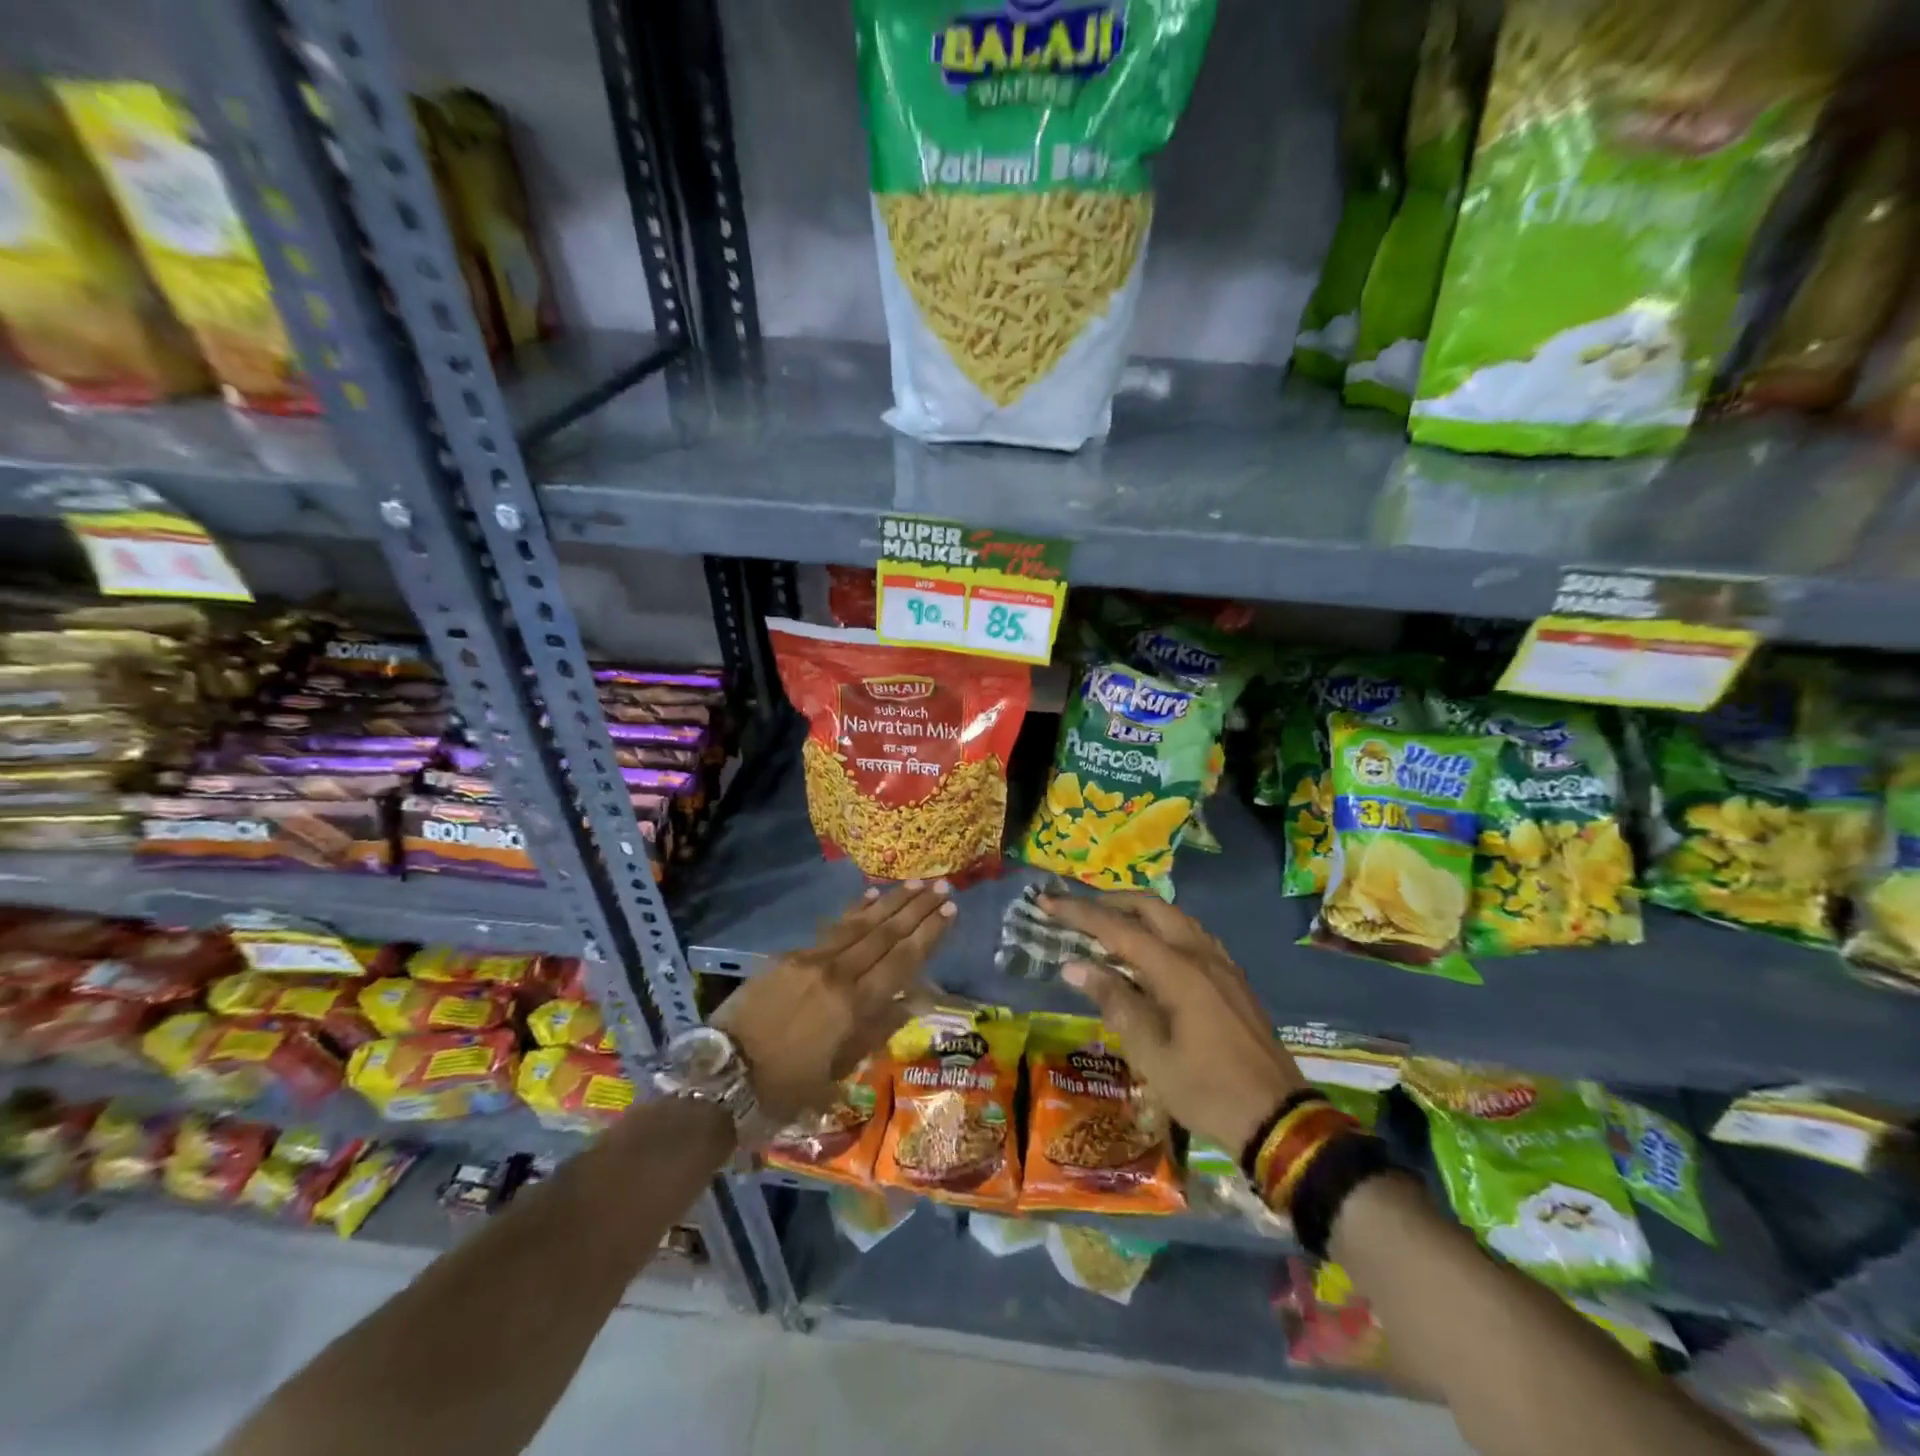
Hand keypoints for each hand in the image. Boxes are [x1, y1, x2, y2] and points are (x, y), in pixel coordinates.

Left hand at [716, 881, 954, 1125]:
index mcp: (853, 1006)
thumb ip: (876, 1031)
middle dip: (917, 908)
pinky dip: (853, 911)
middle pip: (885, 934)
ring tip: (916, 882)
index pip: (902, 960)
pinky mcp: (788, 956)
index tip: (951, 910)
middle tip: (942, 885)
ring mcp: (810, 960)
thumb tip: (913, 1000)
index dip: (929, 934)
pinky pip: (830, 928)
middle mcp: (837, 973)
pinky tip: (869, 896)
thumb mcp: (838, 1072)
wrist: (720, 1078)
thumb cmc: (785, 1089)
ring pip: (860, 924)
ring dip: (890, 902)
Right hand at [1041, 891, 1304, 1157]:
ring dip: (1137, 912)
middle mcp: (1201, 955)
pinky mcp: (1232, 979)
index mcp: (1179, 971)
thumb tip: (1074, 966)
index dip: (1080, 913)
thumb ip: (1114, 1002)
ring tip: (1108, 925)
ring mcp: (1221, 964)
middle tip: (1076, 910)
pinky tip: (1151, 950)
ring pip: (1174, 917)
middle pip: (1150, 907)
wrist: (1278, 1120)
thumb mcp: (1151, 1054)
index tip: (1047, 902)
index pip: (1119, 929)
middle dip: (1110, 901)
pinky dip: (1162, 929)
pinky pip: (1191, 935)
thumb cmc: (1207, 1091)